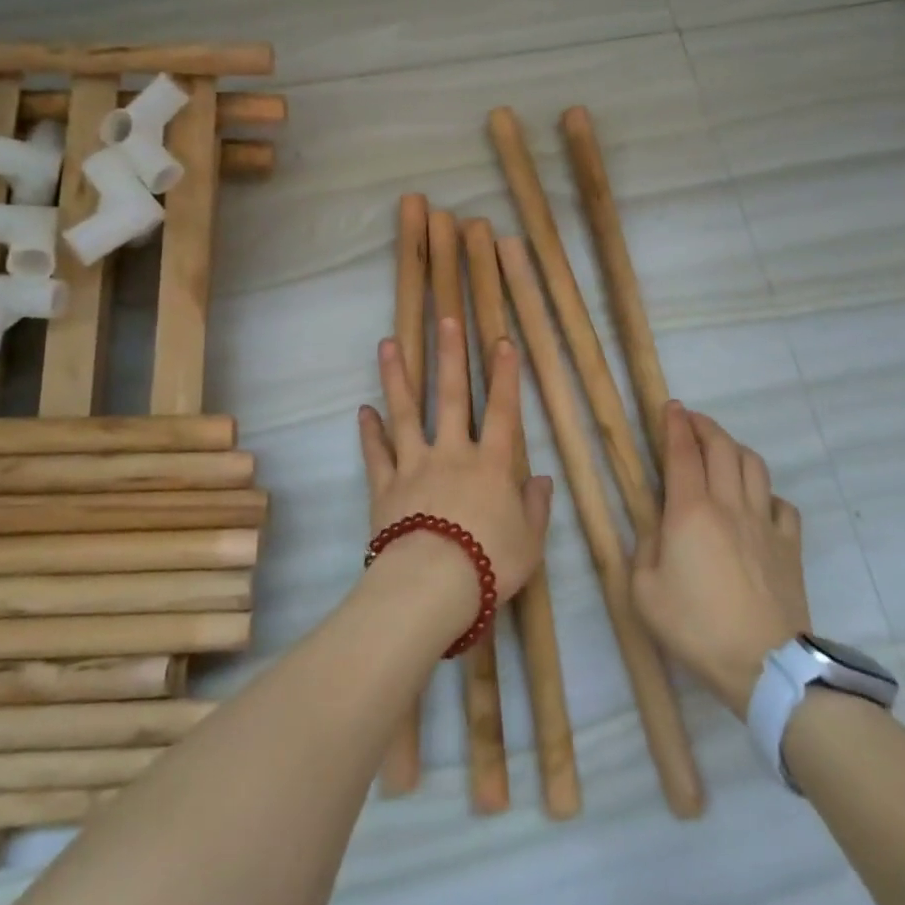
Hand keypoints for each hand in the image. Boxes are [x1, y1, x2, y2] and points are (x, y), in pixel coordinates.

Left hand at [358, 318, 553, 617]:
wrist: (432, 586)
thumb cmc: (489, 564)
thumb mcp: (529, 543)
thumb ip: (535, 508)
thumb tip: (541, 479)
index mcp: (491, 465)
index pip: (503, 412)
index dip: (505, 376)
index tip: (502, 342)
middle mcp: (452, 454)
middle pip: (451, 397)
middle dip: (450, 355)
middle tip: (445, 319)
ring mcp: (414, 466)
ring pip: (405, 413)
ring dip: (397, 377)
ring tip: (388, 344)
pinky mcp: (385, 486)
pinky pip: (377, 454)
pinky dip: (370, 432)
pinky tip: (363, 411)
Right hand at [633, 403, 809, 718]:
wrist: (765, 667)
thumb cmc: (697, 627)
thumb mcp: (645, 591)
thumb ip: (646, 547)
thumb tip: (658, 524)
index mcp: (690, 511)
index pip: (683, 452)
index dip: (675, 425)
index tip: (671, 407)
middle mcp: (729, 505)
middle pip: (722, 448)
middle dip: (705, 426)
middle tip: (692, 421)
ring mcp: (764, 524)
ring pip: (754, 466)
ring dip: (735, 449)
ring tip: (721, 451)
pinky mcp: (789, 546)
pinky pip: (781, 504)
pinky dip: (766, 493)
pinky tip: (757, 502)